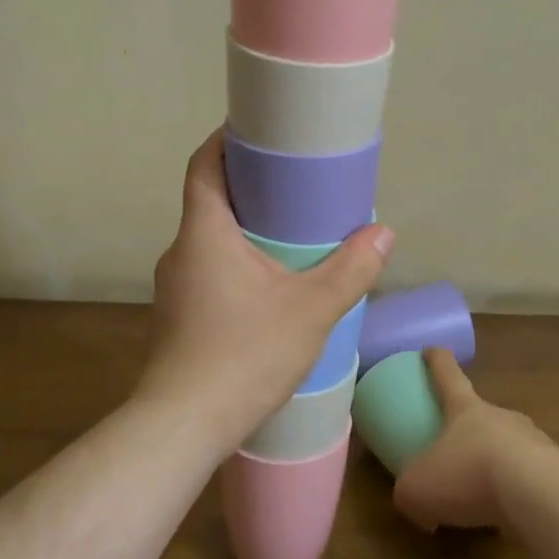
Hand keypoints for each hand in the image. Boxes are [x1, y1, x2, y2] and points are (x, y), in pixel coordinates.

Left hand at [136, 130, 393, 449]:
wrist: (183, 427)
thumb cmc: (244, 355)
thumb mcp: (310, 310)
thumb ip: (350, 270)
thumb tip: (384, 233)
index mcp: (204, 232)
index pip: (204, 165)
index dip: (226, 140)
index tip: (259, 131)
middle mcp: (180, 251)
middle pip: (210, 200)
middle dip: (250, 187)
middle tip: (295, 184)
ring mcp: (174, 287)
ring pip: (210, 240)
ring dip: (245, 229)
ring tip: (290, 234)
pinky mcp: (178, 317)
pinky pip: (209, 271)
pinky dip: (236, 262)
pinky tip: (269, 286)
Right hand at [393, 348, 552, 530]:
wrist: (540, 496)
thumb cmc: (468, 476)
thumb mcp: (417, 489)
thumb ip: (408, 493)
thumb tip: (418, 508)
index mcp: (465, 409)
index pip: (448, 374)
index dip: (437, 360)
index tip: (431, 350)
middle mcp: (500, 416)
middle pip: (481, 412)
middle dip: (468, 427)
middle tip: (455, 450)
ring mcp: (533, 441)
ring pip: (509, 446)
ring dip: (495, 463)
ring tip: (483, 494)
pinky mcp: (557, 472)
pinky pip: (530, 479)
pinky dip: (518, 494)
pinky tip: (511, 518)